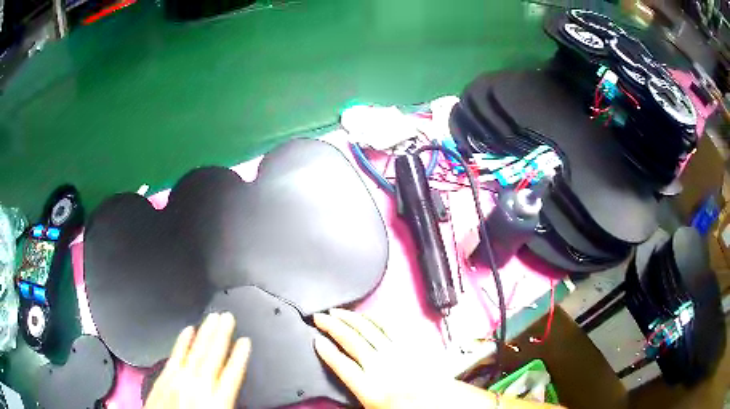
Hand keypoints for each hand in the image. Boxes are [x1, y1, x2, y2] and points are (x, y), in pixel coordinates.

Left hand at [145, 312, 251, 408]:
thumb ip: (224, 403)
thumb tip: (231, 390)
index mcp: (215, 403)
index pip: (232, 375)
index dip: (239, 357)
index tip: (245, 342)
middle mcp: (197, 388)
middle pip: (212, 357)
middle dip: (221, 336)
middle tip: (227, 318)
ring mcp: (178, 380)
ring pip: (195, 352)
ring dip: (205, 334)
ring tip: (213, 318)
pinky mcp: (164, 378)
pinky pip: (175, 355)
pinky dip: (182, 342)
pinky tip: (187, 330)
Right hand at [313, 309, 560, 408]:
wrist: (443, 403)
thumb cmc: (408, 408)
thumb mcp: (375, 408)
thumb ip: (357, 393)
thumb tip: (345, 379)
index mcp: (370, 388)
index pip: (341, 364)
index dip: (325, 350)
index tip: (315, 340)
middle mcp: (382, 367)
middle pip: (351, 341)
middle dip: (332, 326)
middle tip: (319, 317)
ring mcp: (397, 353)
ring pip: (368, 330)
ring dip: (350, 319)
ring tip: (336, 312)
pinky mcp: (411, 345)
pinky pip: (390, 327)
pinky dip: (375, 319)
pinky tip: (366, 316)